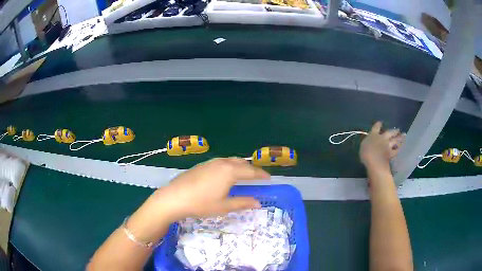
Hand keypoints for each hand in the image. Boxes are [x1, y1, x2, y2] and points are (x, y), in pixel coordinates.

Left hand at [152, 158, 269, 222]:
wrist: (174, 197)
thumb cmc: (201, 204)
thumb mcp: (224, 206)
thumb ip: (242, 203)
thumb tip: (258, 203)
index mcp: (230, 172)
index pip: (251, 172)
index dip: (261, 175)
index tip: (269, 178)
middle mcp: (222, 163)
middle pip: (241, 163)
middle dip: (251, 169)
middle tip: (258, 176)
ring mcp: (210, 162)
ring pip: (230, 160)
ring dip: (240, 166)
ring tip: (244, 174)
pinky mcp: (202, 165)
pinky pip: (221, 162)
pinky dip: (229, 166)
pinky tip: (226, 174)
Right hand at [360, 122, 404, 168]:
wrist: (375, 162)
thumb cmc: (366, 153)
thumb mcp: (363, 145)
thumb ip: (368, 141)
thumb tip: (370, 140)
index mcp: (374, 135)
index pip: (376, 127)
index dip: (378, 124)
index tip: (380, 122)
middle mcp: (382, 138)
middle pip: (389, 132)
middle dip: (394, 131)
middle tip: (398, 129)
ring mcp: (388, 146)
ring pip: (395, 140)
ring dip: (399, 138)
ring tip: (403, 136)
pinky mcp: (391, 153)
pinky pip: (395, 150)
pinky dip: (397, 149)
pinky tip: (399, 148)